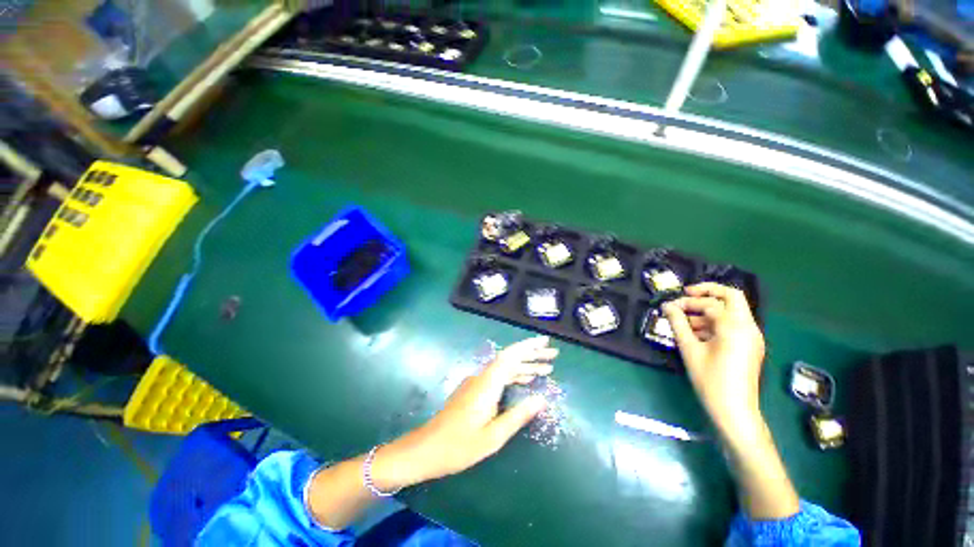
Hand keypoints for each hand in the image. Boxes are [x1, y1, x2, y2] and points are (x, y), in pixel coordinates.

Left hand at [373, 336, 556, 488]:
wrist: (426, 448)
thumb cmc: (459, 445)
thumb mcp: (493, 437)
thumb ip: (518, 416)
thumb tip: (542, 400)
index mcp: (487, 384)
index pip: (510, 356)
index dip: (529, 346)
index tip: (545, 342)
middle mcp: (482, 377)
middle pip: (509, 359)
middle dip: (531, 355)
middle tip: (554, 356)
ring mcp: (476, 382)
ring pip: (504, 368)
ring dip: (524, 366)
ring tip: (546, 369)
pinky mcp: (474, 390)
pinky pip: (498, 377)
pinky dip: (514, 376)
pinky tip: (525, 381)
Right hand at [662, 283, 765, 438]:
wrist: (734, 411)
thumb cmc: (710, 380)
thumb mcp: (689, 349)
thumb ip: (678, 324)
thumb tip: (667, 306)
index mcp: (735, 327)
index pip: (710, 303)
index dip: (687, 302)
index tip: (669, 307)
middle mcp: (748, 327)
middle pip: (731, 296)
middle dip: (708, 291)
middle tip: (686, 294)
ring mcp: (751, 336)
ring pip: (731, 311)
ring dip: (708, 310)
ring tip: (684, 320)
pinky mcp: (749, 345)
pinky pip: (732, 325)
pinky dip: (714, 322)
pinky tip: (696, 332)